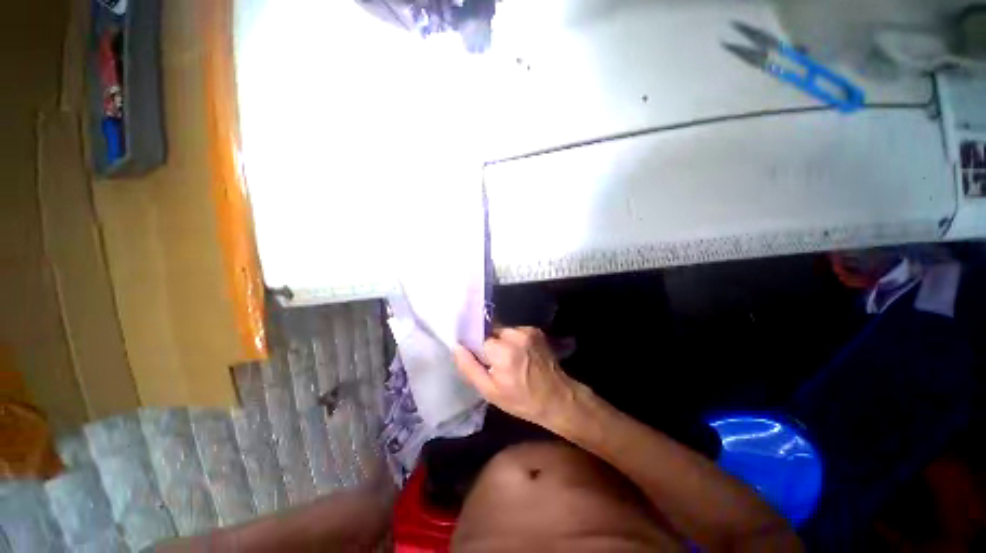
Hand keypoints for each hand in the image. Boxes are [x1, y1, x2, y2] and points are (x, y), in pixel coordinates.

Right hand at [454, 327, 579, 428]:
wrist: (558, 398)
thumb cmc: (522, 400)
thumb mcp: (490, 391)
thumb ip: (469, 367)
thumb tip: (456, 347)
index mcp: (502, 351)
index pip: (477, 337)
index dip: (476, 348)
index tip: (480, 359)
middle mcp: (515, 334)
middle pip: (491, 332)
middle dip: (489, 344)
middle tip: (495, 363)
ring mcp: (528, 330)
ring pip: (503, 330)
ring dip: (501, 341)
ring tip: (509, 360)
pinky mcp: (536, 330)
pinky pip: (515, 331)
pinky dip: (513, 340)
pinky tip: (520, 355)